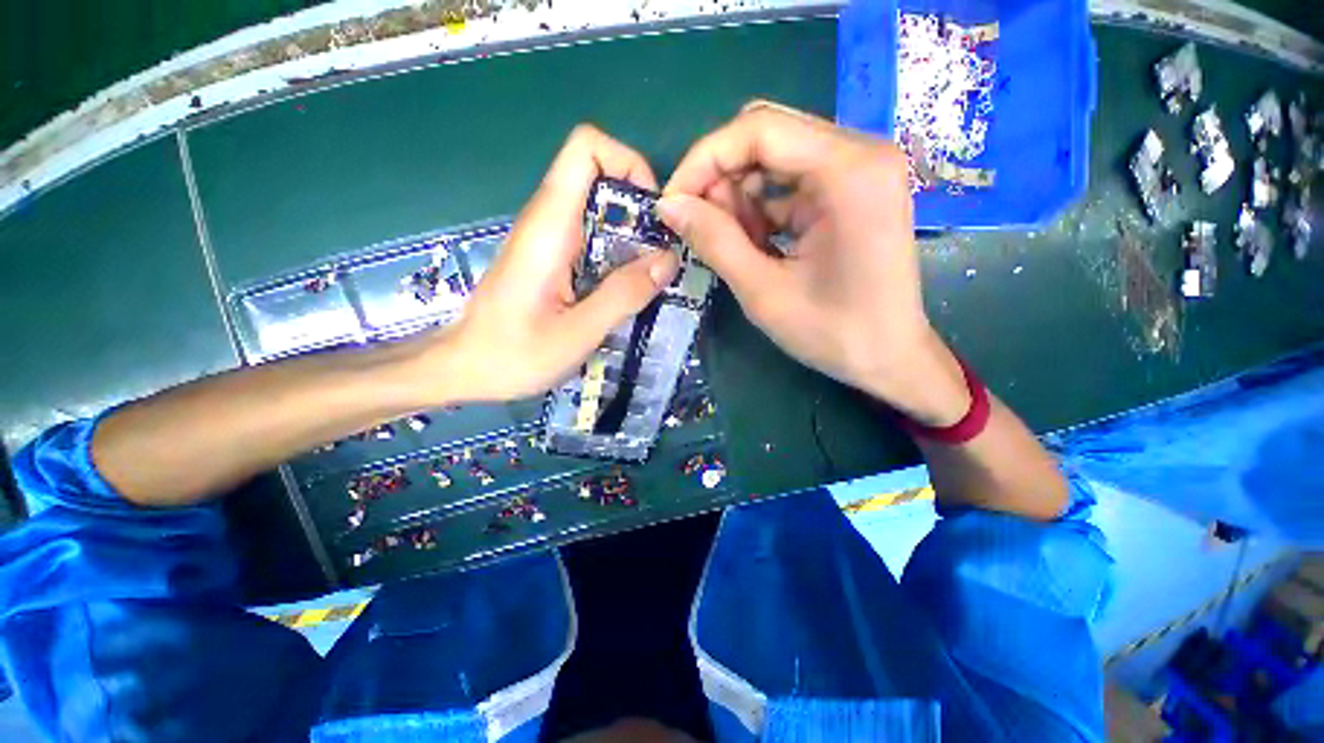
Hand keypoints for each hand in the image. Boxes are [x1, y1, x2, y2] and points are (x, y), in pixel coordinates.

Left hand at [436, 125, 679, 402]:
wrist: (464, 368)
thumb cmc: (511, 355)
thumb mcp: (576, 334)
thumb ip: (622, 295)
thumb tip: (668, 259)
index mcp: (549, 227)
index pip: (586, 149)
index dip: (628, 164)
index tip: (652, 214)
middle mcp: (547, 221)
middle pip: (599, 178)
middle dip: (639, 209)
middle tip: (661, 256)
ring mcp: (548, 239)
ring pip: (599, 211)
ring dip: (632, 236)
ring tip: (650, 277)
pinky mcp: (551, 259)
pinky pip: (592, 239)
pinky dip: (617, 255)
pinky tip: (625, 290)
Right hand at [657, 102, 968, 425]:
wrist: (889, 357)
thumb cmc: (832, 333)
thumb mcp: (763, 292)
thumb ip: (714, 241)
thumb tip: (668, 205)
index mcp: (850, 171)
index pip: (759, 130)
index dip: (704, 160)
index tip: (672, 201)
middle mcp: (861, 153)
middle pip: (768, 136)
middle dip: (721, 177)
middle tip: (698, 225)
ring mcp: (860, 169)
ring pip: (775, 157)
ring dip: (740, 196)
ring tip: (733, 244)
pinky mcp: (852, 189)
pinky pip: (791, 180)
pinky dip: (762, 207)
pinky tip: (757, 243)